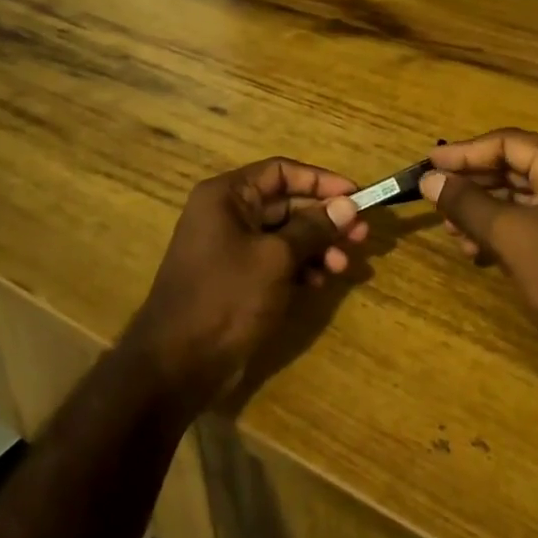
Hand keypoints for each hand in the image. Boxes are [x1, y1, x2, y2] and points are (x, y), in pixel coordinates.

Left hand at [122, 157, 367, 411]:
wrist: (177, 365)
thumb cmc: (225, 298)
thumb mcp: (275, 259)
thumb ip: (313, 228)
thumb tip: (348, 205)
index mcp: (227, 196)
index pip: (282, 172)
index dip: (321, 181)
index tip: (357, 195)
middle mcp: (227, 214)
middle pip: (287, 203)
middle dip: (325, 219)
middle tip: (361, 236)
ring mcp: (231, 247)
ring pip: (285, 234)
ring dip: (317, 245)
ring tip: (343, 265)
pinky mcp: (237, 277)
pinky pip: (276, 259)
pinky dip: (300, 266)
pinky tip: (320, 281)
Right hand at [422, 130, 537, 382]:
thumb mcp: (509, 235)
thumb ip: (466, 203)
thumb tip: (428, 179)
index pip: (507, 143)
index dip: (464, 153)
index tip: (427, 164)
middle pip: (510, 167)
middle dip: (470, 184)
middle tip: (433, 198)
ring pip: (514, 197)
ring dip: (479, 211)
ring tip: (450, 230)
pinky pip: (524, 222)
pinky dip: (496, 231)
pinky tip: (473, 250)